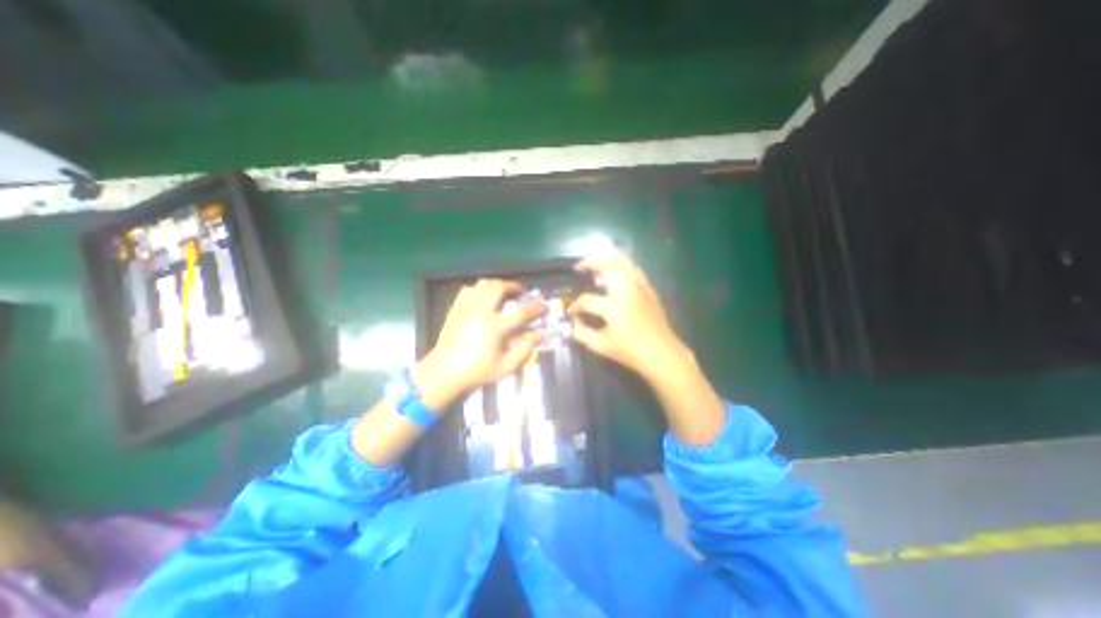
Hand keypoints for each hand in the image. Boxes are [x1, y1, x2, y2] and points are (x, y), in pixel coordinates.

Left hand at [412, 278, 544, 406]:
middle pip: (499, 287)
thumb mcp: (506, 367)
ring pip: (483, 284)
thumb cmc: (477, 371)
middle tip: (520, 292)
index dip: (536, 307)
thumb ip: (525, 349)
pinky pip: (469, 289)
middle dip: (513, 286)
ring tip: (503, 292)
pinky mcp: (456, 308)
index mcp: (495, 327)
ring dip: (497, 285)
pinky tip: (483, 298)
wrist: (444, 371)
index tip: (544, 305)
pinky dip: (480, 289)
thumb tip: (539, 334)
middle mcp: (481, 311)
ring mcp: (467, 307)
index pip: (521, 311)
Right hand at [568, 254, 685, 378]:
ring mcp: (639, 285)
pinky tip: (615, 271)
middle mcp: (626, 289)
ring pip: (622, 260)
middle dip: (589, 263)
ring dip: (606, 258)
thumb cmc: (630, 351)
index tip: (571, 311)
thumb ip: (582, 332)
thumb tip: (573, 321)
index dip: (575, 305)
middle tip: (579, 268)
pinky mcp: (648, 287)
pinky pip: (633, 267)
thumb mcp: (601, 346)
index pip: (586, 299)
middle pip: (605, 265)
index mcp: (612, 305)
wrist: (661, 352)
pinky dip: (621, 264)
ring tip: (595, 263)